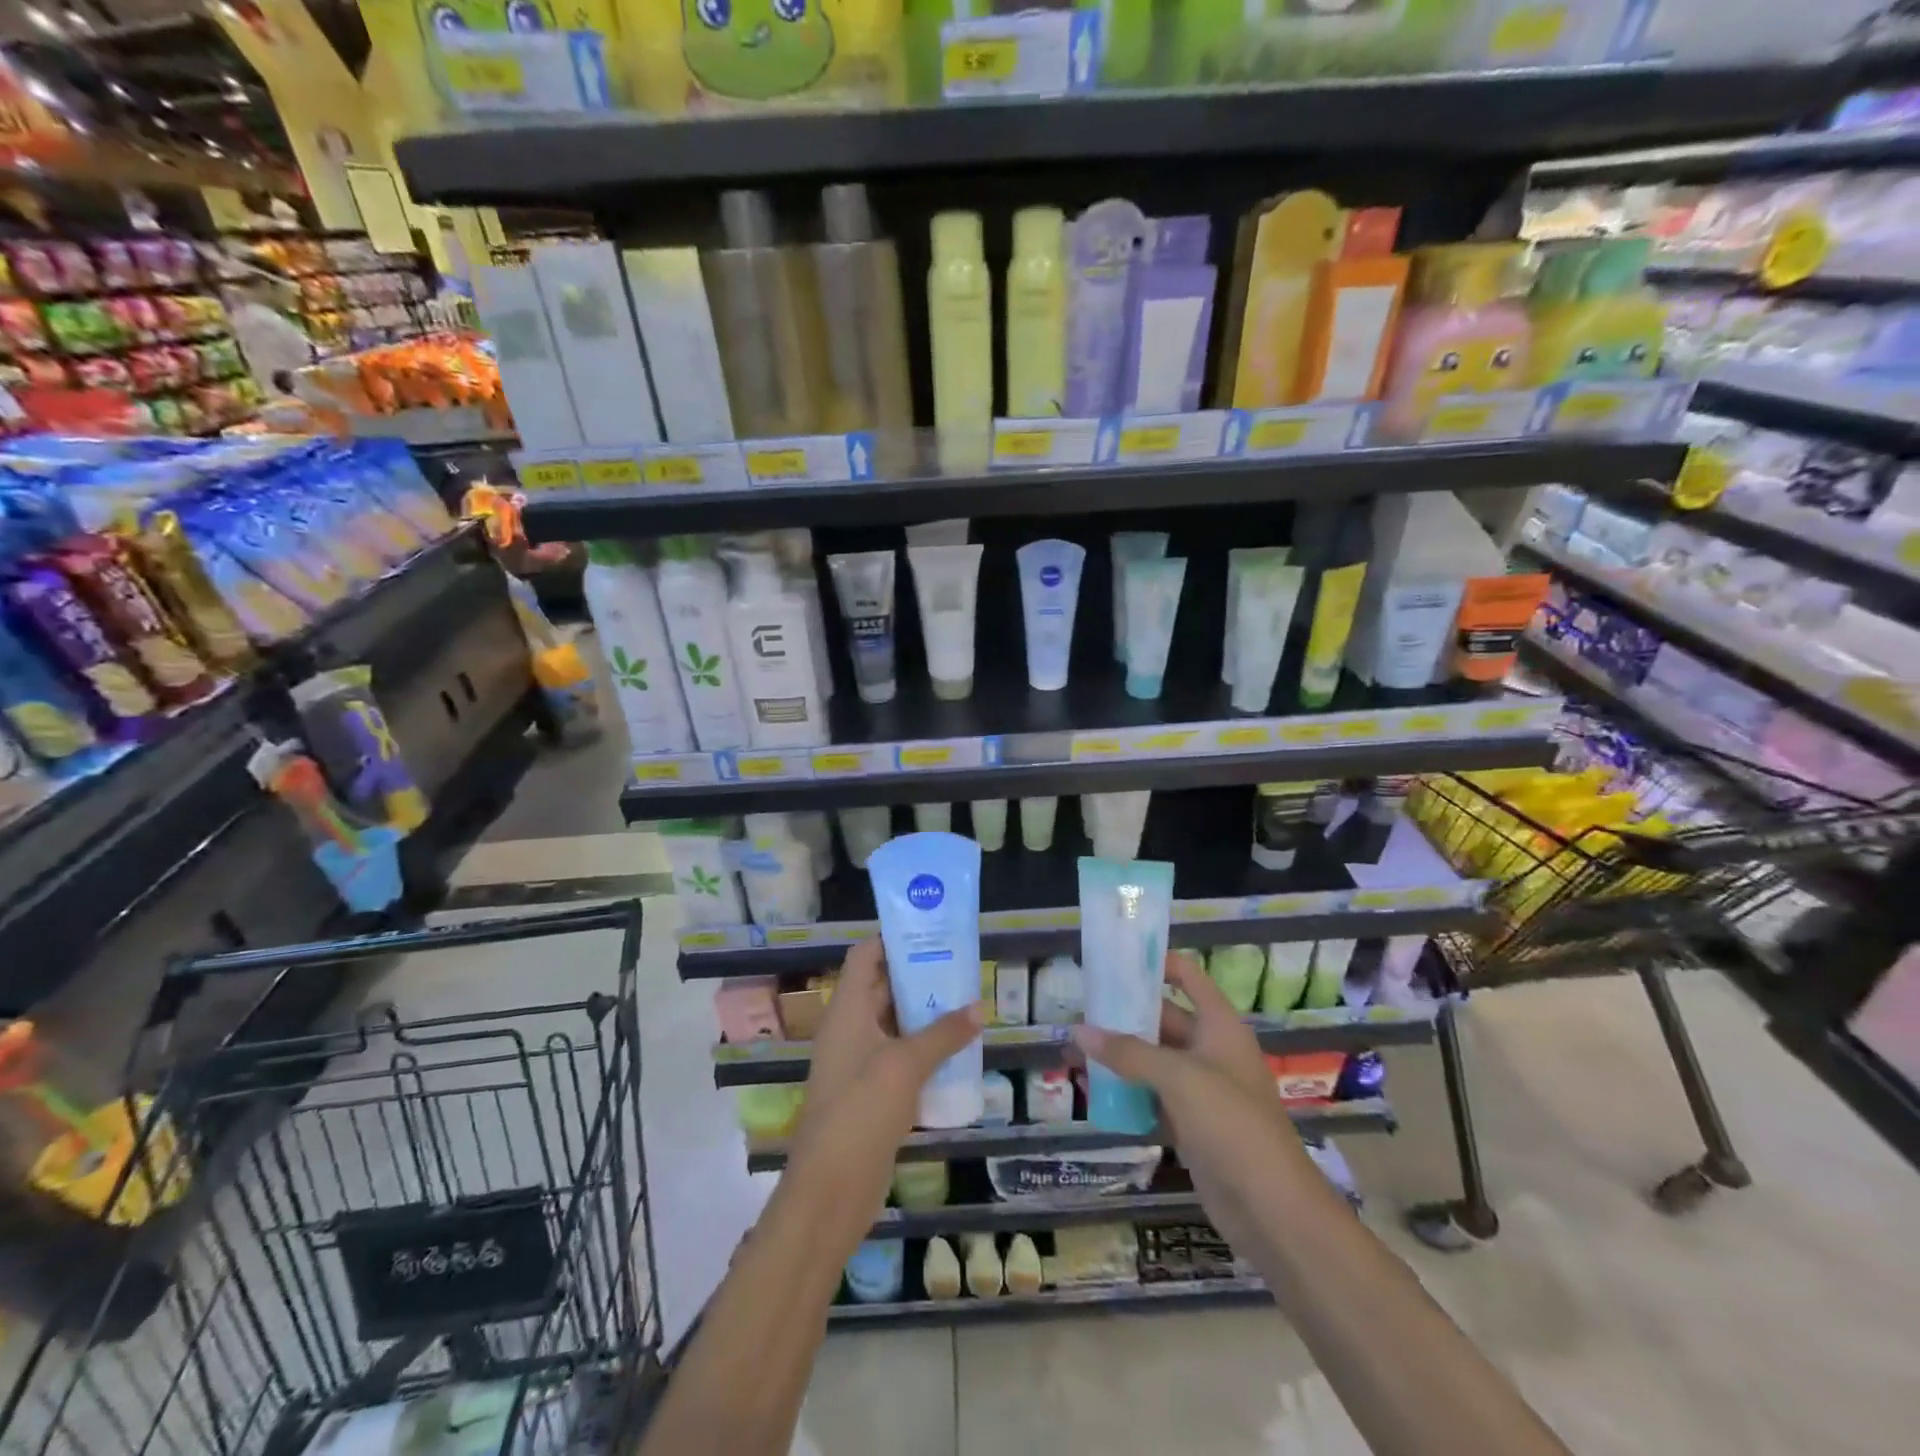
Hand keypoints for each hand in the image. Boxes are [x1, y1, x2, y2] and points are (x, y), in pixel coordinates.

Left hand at [781, 938, 982, 1255]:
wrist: (831, 1189)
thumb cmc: (862, 1111)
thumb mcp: (906, 1064)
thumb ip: (943, 1034)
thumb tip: (979, 1007)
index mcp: (847, 1010)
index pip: (865, 956)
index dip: (892, 938)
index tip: (931, 931)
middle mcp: (850, 1029)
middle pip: (882, 987)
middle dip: (918, 974)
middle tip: (961, 965)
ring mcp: (859, 1062)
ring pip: (893, 1023)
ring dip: (925, 1013)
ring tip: (967, 1001)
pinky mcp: (871, 1092)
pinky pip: (899, 1056)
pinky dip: (924, 1048)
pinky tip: (957, 1050)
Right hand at [1071, 950, 1308, 1246]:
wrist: (1273, 1210)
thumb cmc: (1231, 1124)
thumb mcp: (1178, 1077)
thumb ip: (1127, 1052)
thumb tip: (1078, 1031)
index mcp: (1219, 1025)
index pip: (1187, 976)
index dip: (1154, 963)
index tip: (1113, 960)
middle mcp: (1211, 1050)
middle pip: (1163, 1018)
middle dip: (1123, 1015)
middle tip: (1079, 1010)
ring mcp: (1202, 1090)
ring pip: (1154, 1061)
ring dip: (1120, 1056)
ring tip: (1075, 1050)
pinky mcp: (1193, 1125)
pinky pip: (1153, 1098)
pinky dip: (1128, 1094)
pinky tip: (1094, 1093)